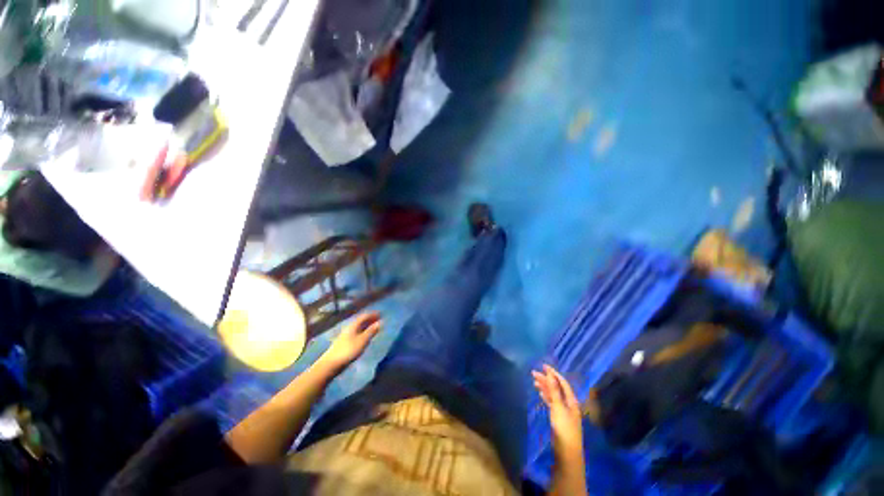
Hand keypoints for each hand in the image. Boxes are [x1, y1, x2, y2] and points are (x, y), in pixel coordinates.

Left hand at [320, 312, 381, 370]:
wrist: (331, 364)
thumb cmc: (349, 350)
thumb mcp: (363, 340)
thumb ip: (371, 331)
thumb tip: (380, 322)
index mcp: (353, 325)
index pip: (364, 316)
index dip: (372, 314)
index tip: (380, 314)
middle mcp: (349, 328)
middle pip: (361, 321)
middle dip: (370, 320)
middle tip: (378, 320)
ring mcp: (345, 336)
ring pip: (358, 327)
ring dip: (366, 326)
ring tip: (374, 328)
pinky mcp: (344, 343)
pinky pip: (356, 333)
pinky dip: (363, 332)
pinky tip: (365, 337)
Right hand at [533, 365, 583, 457]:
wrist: (566, 451)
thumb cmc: (564, 428)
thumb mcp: (558, 407)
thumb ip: (554, 391)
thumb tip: (550, 374)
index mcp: (571, 401)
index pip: (562, 383)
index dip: (553, 374)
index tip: (543, 366)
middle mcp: (568, 404)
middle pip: (557, 388)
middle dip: (546, 380)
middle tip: (533, 373)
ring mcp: (563, 411)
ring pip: (553, 395)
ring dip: (545, 387)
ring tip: (534, 381)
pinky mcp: (558, 417)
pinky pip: (551, 402)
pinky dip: (546, 396)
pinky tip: (540, 393)